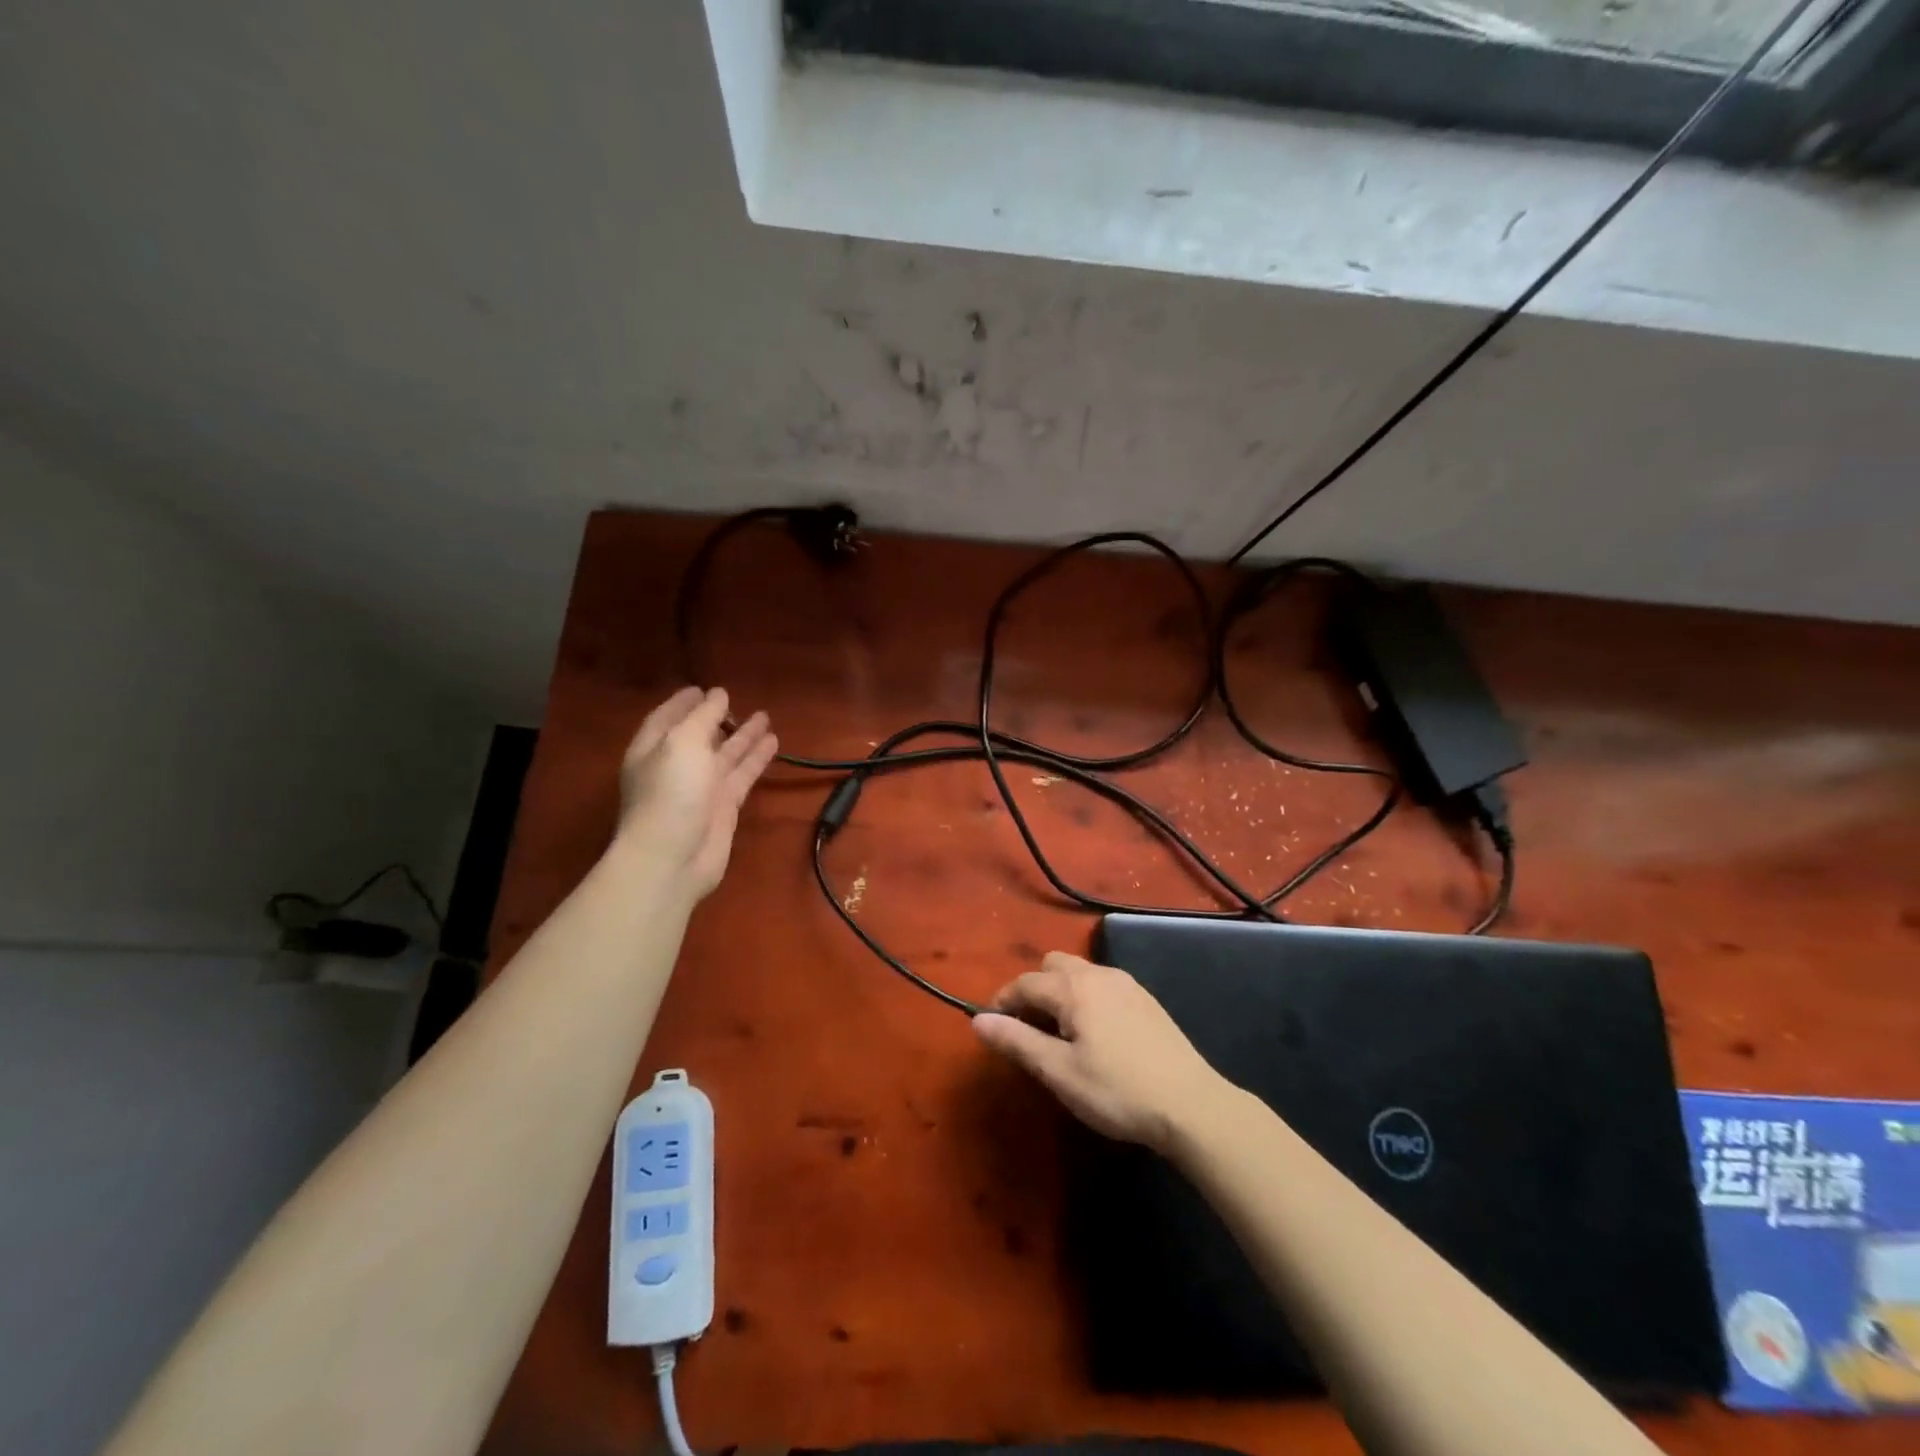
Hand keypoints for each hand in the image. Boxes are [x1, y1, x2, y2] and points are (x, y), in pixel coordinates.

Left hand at [617, 687, 778, 897]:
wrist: (673, 858)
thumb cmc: (670, 794)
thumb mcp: (682, 743)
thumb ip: (702, 716)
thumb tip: (717, 694)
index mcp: (654, 748)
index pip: (668, 717)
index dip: (685, 702)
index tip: (704, 688)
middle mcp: (677, 765)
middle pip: (700, 735)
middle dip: (717, 717)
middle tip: (737, 700)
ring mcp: (701, 787)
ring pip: (726, 754)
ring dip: (744, 735)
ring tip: (765, 716)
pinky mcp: (724, 807)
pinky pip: (743, 775)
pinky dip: (757, 759)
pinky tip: (773, 743)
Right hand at [973, 952, 1224, 1152]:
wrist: (1191, 1104)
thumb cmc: (1117, 1090)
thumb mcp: (1059, 1072)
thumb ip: (1017, 1041)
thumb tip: (977, 1020)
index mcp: (1073, 988)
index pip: (1025, 983)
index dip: (1003, 1001)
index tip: (992, 1026)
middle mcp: (1098, 974)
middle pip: (1052, 965)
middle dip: (1033, 989)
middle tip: (1028, 1028)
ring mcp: (1126, 984)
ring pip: (1079, 971)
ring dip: (1060, 990)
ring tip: (1060, 1031)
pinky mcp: (1145, 999)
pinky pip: (1102, 983)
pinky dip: (1085, 996)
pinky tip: (1095, 1032)